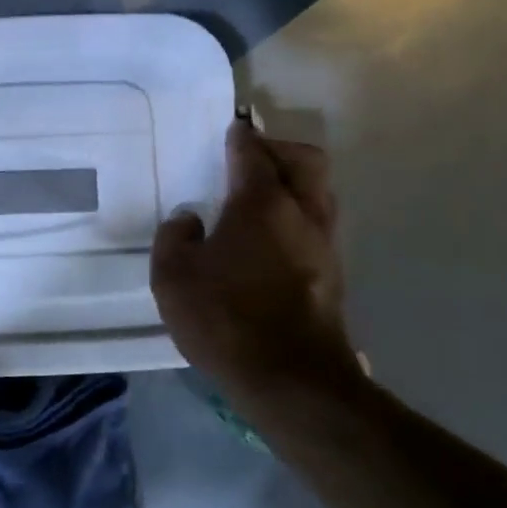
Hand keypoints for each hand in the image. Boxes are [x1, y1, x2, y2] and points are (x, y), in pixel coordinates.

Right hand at [151, 123, 360, 403]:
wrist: (291, 380)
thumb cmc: (225, 318)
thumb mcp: (173, 276)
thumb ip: (174, 237)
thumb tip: (189, 218)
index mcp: (261, 203)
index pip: (253, 153)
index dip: (240, 136)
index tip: (231, 127)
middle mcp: (301, 213)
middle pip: (306, 160)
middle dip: (280, 149)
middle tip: (250, 158)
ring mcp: (324, 244)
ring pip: (320, 192)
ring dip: (294, 182)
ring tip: (259, 197)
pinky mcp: (333, 274)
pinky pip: (319, 223)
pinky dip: (298, 214)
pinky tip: (269, 237)